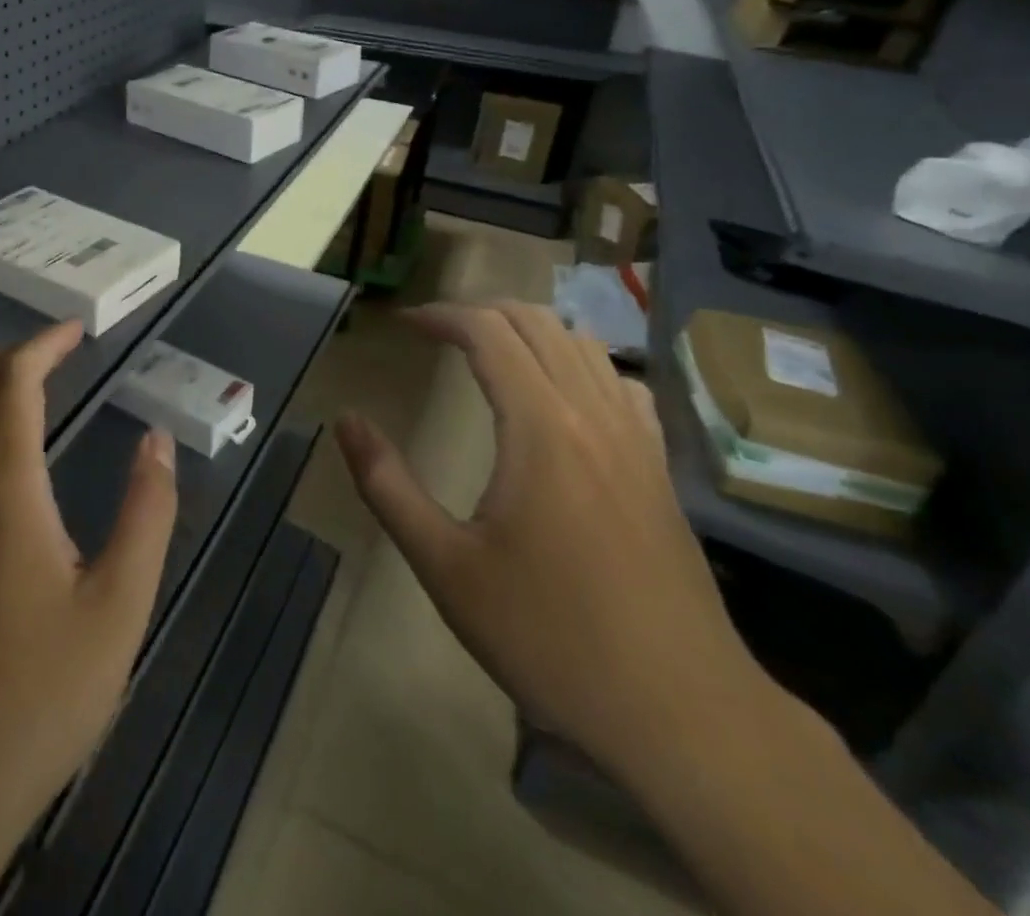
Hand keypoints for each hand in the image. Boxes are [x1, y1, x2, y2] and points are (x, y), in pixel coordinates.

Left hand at [0, 320, 178, 915]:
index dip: (44, 343)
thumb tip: (158, 442)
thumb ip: (146, 514)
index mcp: (0, 487)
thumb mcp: (117, 609)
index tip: (76, 332)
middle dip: (8, 355)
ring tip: (7, 387)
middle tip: (52, 360)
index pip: (11, 380)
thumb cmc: (33, 696)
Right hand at [335, 301, 765, 786]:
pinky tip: (564, 395)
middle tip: (437, 331)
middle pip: (537, 324)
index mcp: (539, 427)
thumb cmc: (549, 636)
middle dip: (480, 313)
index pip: (488, 332)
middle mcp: (593, 414)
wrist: (682, 715)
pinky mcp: (661, 471)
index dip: (441, 315)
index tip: (404, 324)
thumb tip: (347, 421)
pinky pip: (623, 385)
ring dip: (530, 331)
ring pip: (585, 346)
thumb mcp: (445, 566)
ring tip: (489, 350)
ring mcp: (637, 441)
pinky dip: (583, 365)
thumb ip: (387, 485)